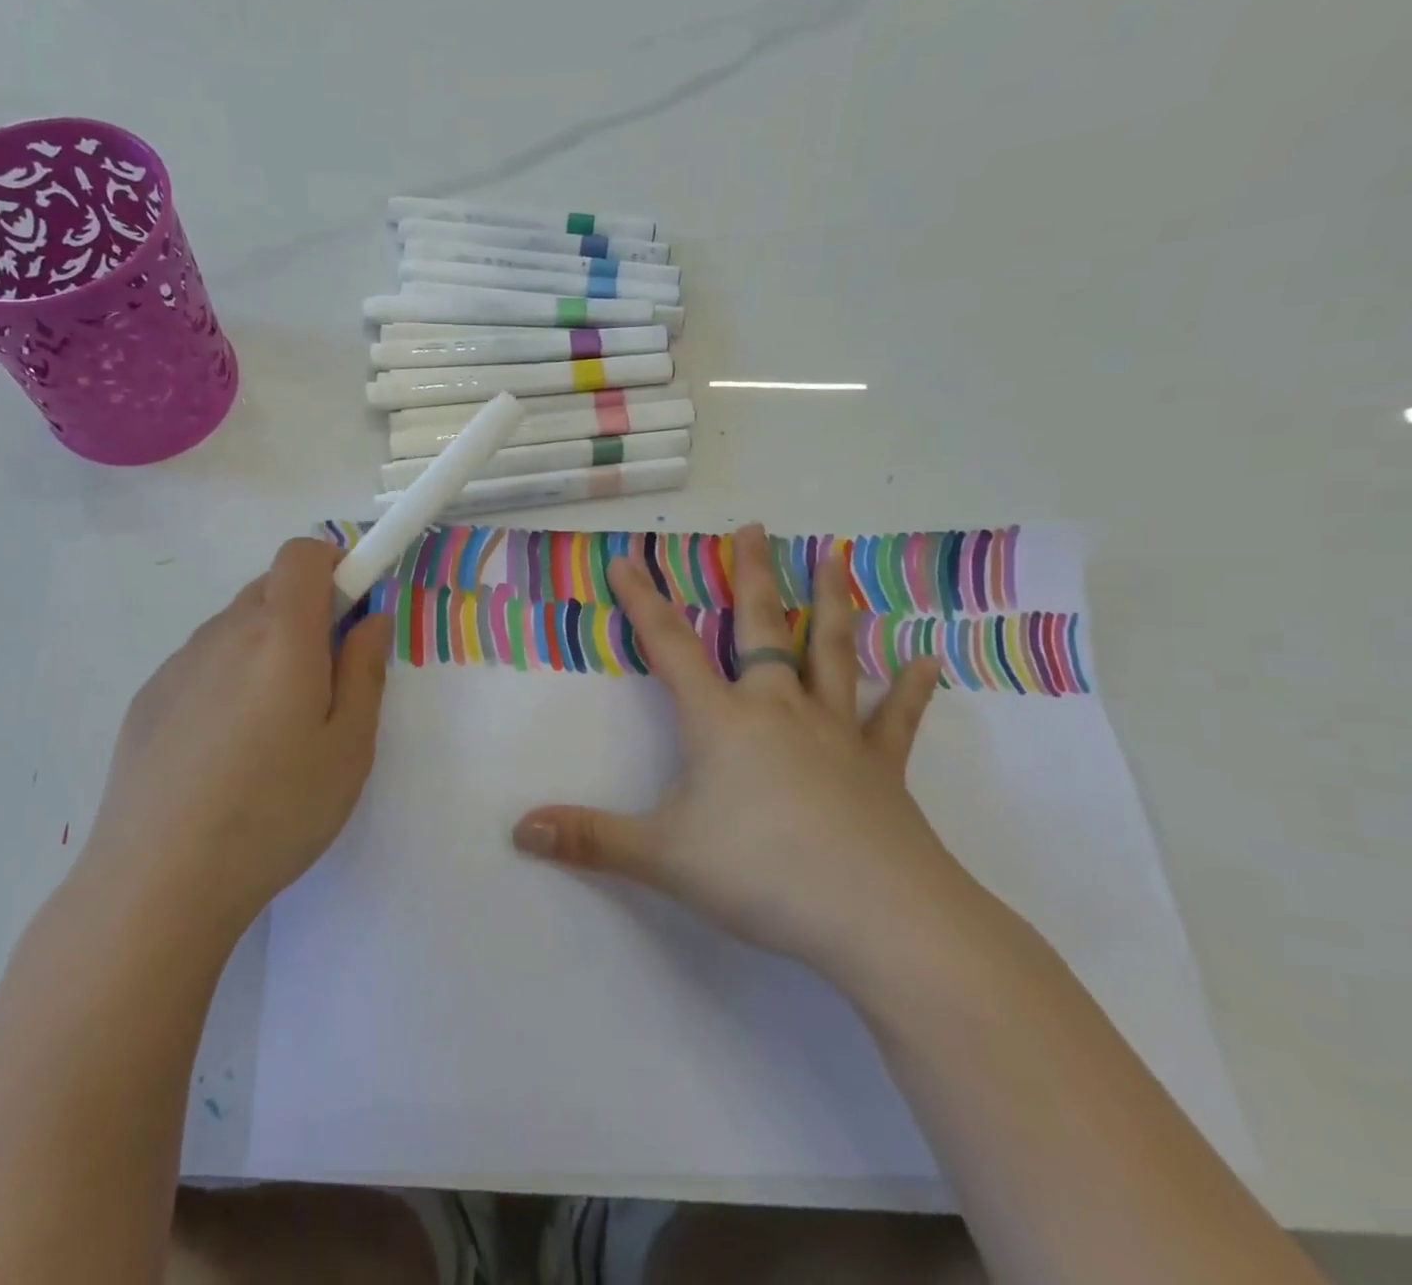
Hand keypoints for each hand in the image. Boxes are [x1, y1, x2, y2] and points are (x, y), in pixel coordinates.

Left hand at [85, 539, 391, 937]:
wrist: (158, 881)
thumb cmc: (275, 812)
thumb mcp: (349, 748)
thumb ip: (365, 669)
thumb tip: (371, 618)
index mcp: (280, 635)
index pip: (303, 554)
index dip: (336, 566)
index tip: (353, 612)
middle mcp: (224, 632)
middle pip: (271, 587)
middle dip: (307, 612)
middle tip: (322, 680)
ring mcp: (179, 663)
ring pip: (236, 625)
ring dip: (266, 646)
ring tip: (271, 727)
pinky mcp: (149, 696)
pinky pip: (203, 661)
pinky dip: (228, 676)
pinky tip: (224, 749)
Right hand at [512, 522, 970, 982]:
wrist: (882, 919)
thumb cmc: (763, 874)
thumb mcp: (663, 857)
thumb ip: (591, 840)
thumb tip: (520, 829)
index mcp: (723, 721)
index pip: (670, 646)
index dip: (643, 601)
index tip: (628, 559)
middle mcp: (778, 710)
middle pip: (761, 628)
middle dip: (751, 576)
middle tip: (754, 529)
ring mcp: (835, 734)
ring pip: (830, 653)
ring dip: (831, 603)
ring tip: (836, 557)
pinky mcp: (881, 768)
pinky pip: (894, 719)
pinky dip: (908, 689)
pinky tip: (927, 662)